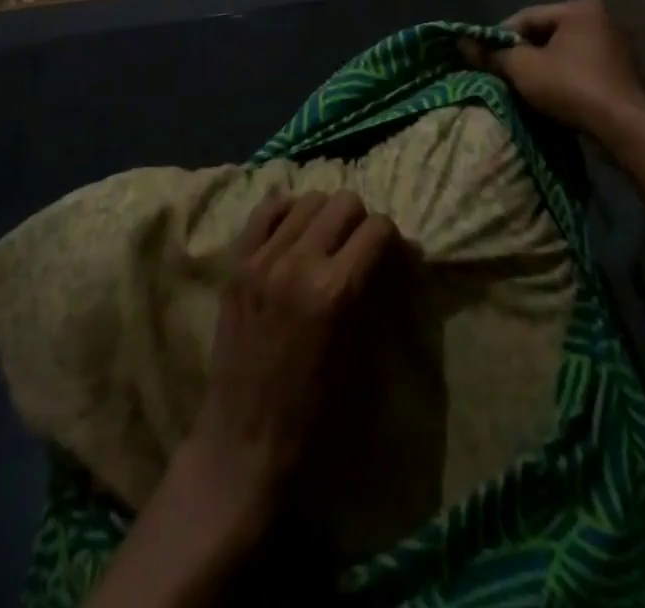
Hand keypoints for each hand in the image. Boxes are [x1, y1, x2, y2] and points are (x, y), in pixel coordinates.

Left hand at [184, 191, 400, 536]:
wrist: (243, 444)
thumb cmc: (315, 418)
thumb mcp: (364, 361)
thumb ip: (381, 297)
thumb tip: (406, 254)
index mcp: (336, 291)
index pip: (378, 229)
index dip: (394, 241)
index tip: (394, 259)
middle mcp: (299, 262)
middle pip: (345, 202)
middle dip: (362, 222)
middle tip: (361, 252)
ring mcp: (263, 258)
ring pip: (308, 199)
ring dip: (326, 216)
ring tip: (327, 244)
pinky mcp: (238, 264)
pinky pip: (266, 210)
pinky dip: (287, 214)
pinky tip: (294, 236)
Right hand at [459, 0, 644, 136]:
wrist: (623, 128)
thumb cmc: (571, 86)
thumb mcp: (522, 68)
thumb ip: (492, 54)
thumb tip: (462, 43)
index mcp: (579, 8)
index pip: (527, 16)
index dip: (499, 36)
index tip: (482, 56)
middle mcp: (601, 20)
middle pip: (545, 33)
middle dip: (521, 52)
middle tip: (500, 71)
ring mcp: (614, 46)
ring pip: (562, 52)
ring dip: (540, 67)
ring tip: (520, 85)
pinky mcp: (620, 73)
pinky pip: (579, 68)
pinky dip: (561, 78)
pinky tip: (547, 95)